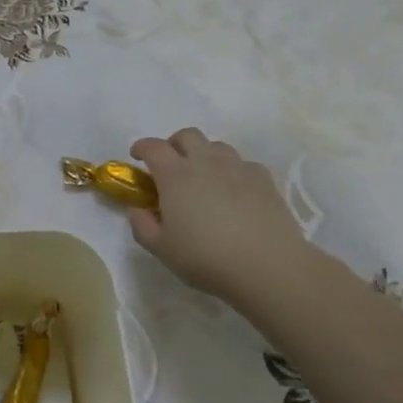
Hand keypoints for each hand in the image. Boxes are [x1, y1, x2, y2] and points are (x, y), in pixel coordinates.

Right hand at [127, 128, 312, 304]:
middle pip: (187, 135)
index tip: (137, 157)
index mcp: (175, 175)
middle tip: (171, 165)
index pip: (153, 147)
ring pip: (216, 146)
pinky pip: (242, 163)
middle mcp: (205, 162)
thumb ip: (141, 225)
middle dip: (174, 144)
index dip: (142, 147)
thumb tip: (136, 208)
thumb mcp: (161, 249)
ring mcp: (237, 167)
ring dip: (204, 154)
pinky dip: (232, 171)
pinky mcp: (263, 178)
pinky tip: (234, 192)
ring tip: (204, 178)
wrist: (267, 266)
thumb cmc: (206, 258)